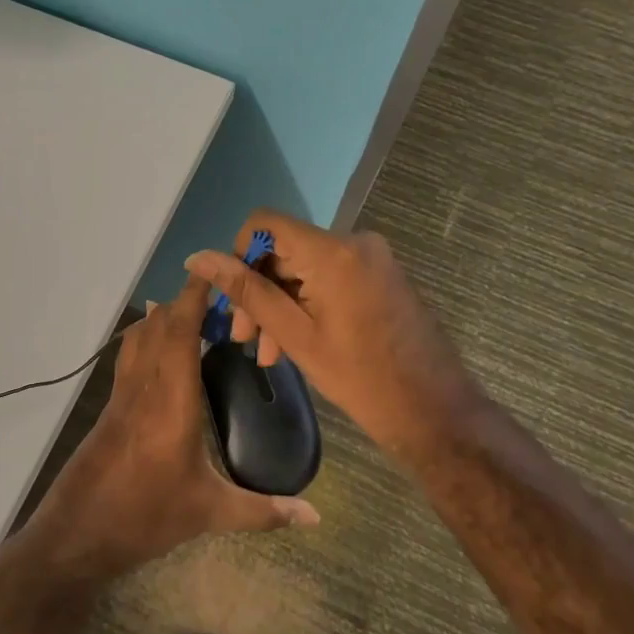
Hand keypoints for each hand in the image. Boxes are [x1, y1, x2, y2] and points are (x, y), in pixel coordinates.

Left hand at [27, 275, 318, 582]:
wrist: (78, 532)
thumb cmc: (145, 516)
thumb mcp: (208, 513)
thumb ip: (263, 511)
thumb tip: (315, 516)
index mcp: (171, 402)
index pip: (179, 334)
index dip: (193, 300)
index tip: (211, 274)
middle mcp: (144, 388)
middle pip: (157, 329)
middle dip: (182, 304)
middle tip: (213, 292)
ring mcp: (121, 397)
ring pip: (137, 341)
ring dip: (160, 319)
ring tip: (184, 310)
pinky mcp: (108, 410)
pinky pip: (128, 360)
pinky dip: (143, 341)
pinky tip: (154, 352)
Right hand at [185, 211, 482, 468]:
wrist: (434, 410)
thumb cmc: (360, 377)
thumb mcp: (295, 334)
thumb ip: (247, 291)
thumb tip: (199, 257)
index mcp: (333, 251)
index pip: (265, 224)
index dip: (239, 255)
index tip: (234, 300)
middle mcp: (354, 242)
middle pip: (285, 250)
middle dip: (258, 291)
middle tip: (244, 338)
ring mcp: (372, 258)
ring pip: (304, 268)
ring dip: (279, 304)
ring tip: (266, 352)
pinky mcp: (380, 275)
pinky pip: (328, 278)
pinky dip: (305, 304)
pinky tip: (292, 344)